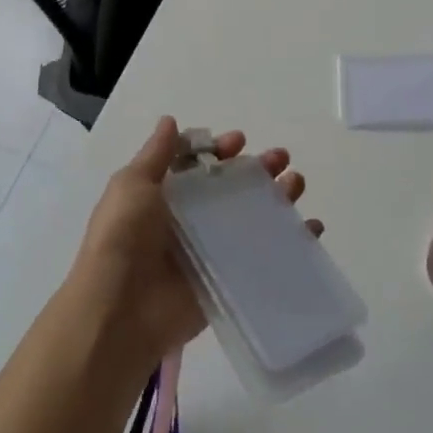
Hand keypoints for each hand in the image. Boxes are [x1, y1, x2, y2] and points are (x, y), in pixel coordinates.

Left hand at [69, 117, 316, 367]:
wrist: (121, 312)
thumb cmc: (123, 239)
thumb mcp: (132, 185)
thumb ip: (156, 154)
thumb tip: (170, 121)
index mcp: (164, 196)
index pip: (199, 165)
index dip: (219, 150)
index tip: (239, 142)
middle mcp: (189, 221)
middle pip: (231, 189)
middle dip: (257, 170)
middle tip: (280, 159)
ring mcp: (211, 251)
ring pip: (252, 218)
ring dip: (277, 198)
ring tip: (296, 184)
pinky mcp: (229, 280)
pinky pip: (264, 257)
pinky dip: (291, 242)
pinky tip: (311, 229)